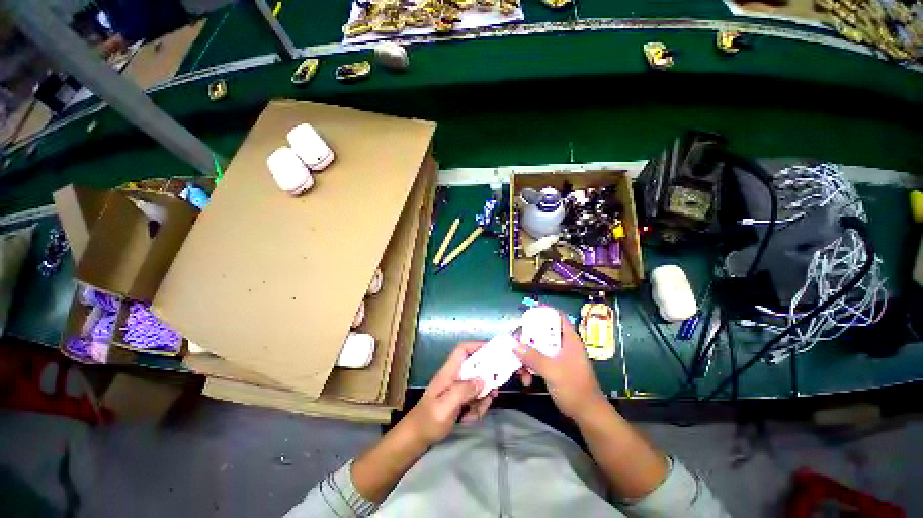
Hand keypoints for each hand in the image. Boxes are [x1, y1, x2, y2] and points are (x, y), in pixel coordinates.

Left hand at [404, 342, 497, 445]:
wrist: (414, 439)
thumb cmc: (428, 421)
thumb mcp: (446, 406)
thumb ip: (464, 390)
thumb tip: (482, 380)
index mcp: (449, 372)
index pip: (462, 350)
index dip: (477, 345)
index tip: (493, 350)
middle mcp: (453, 377)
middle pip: (475, 369)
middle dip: (486, 381)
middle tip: (494, 392)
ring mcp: (456, 389)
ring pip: (477, 387)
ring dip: (480, 400)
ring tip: (473, 414)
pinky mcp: (458, 401)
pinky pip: (474, 400)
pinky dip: (475, 409)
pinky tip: (467, 419)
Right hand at [513, 311, 606, 420]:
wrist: (588, 415)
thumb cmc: (574, 388)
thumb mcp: (551, 371)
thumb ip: (533, 357)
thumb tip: (514, 344)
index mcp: (569, 339)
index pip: (558, 316)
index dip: (545, 311)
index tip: (528, 313)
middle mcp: (564, 345)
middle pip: (543, 333)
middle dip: (528, 339)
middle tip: (516, 344)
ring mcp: (560, 357)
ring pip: (539, 349)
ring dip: (527, 357)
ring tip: (520, 371)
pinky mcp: (556, 369)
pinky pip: (540, 361)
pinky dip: (531, 368)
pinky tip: (526, 380)